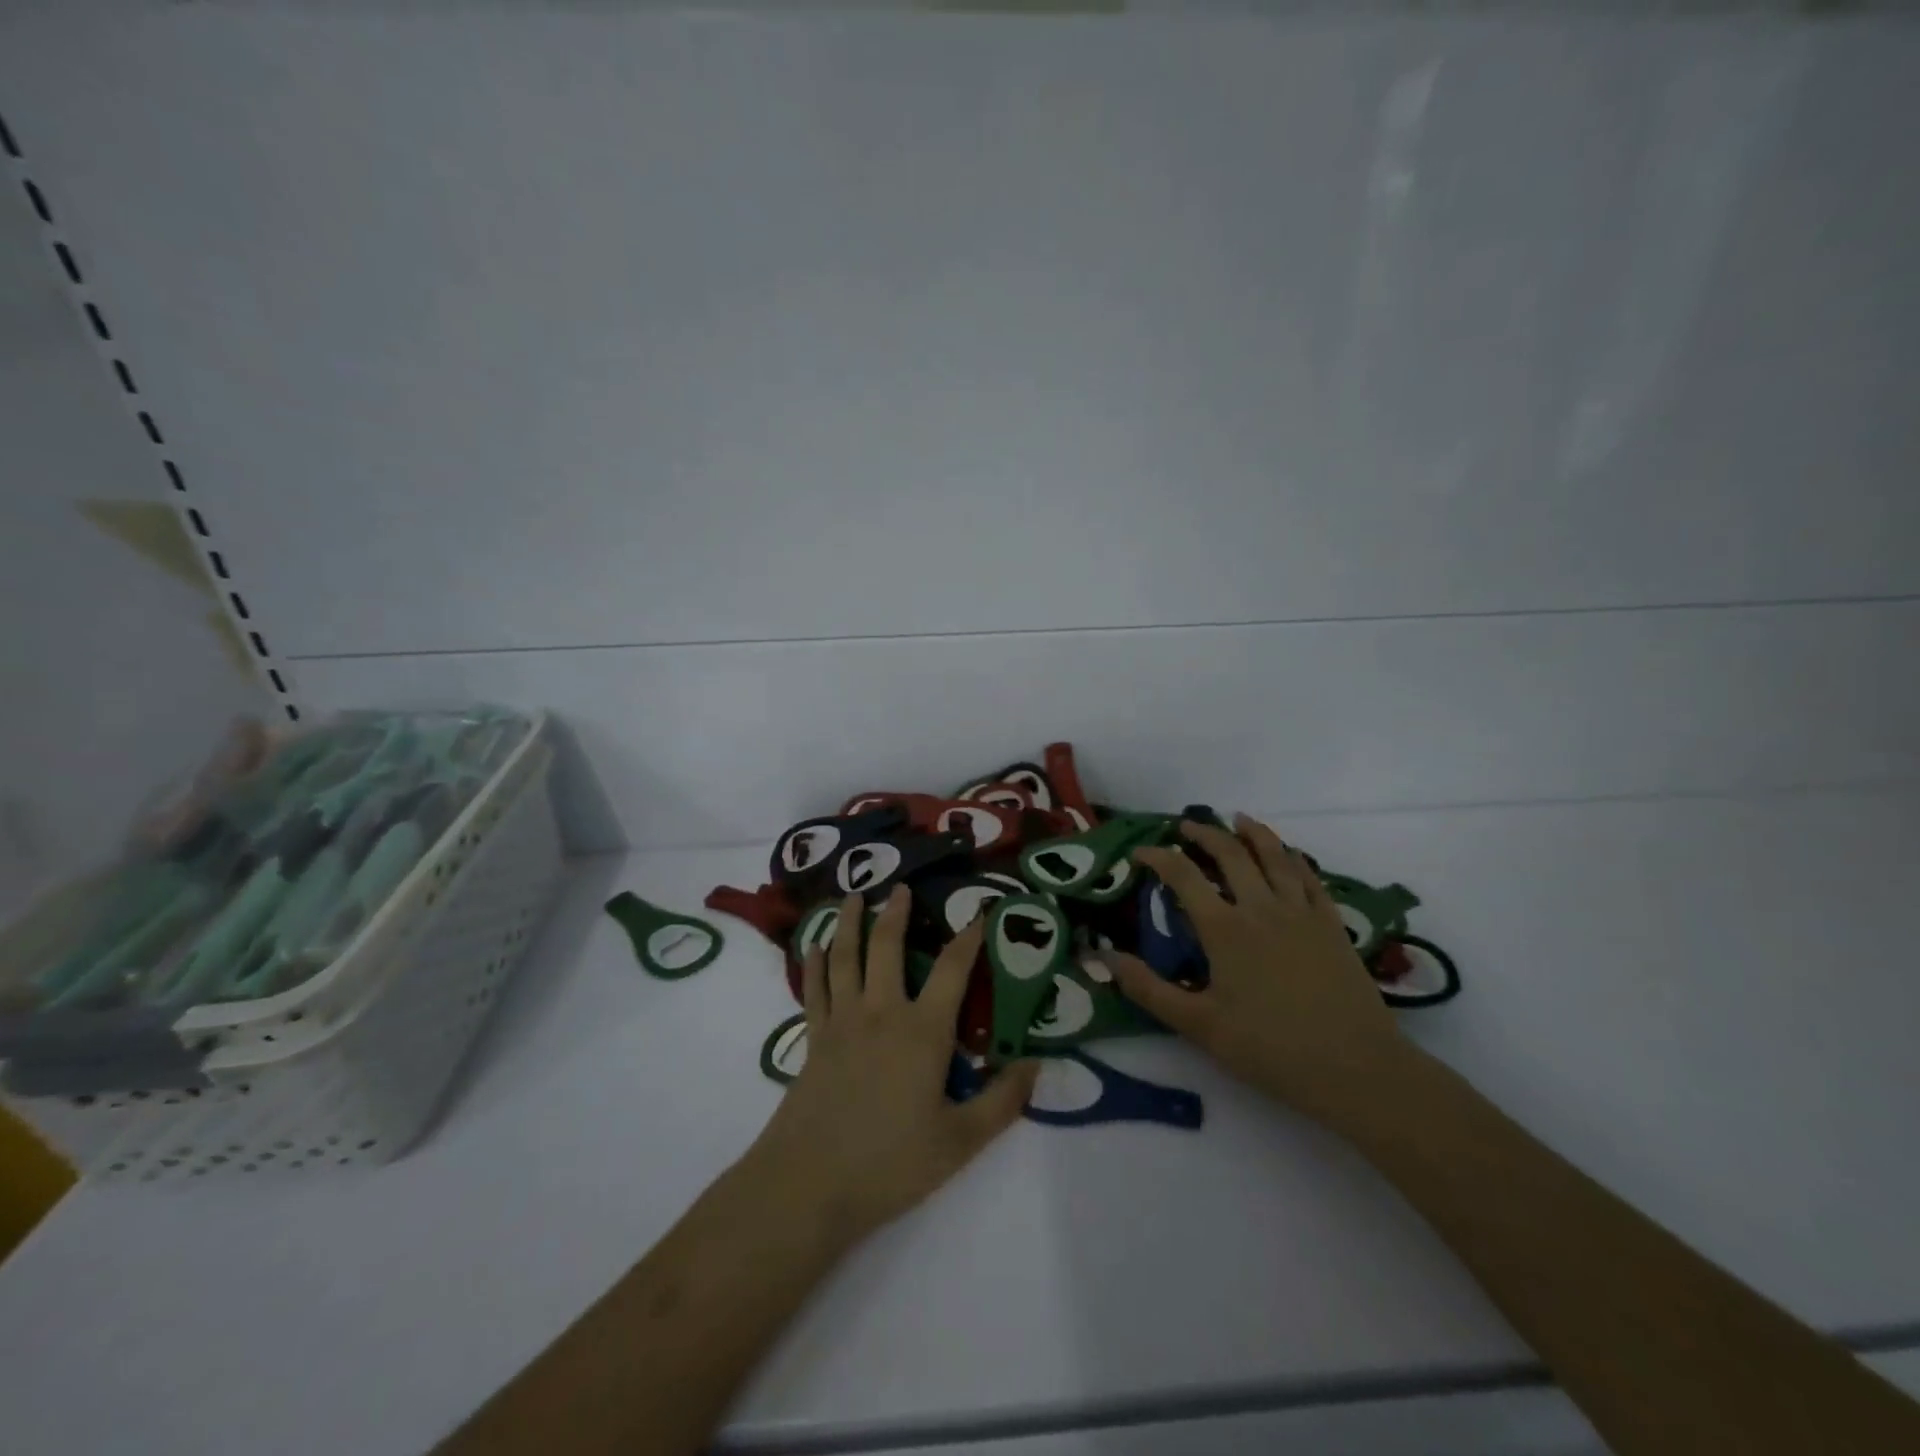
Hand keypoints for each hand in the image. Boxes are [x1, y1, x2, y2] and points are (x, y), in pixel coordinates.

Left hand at [744, 888, 1038, 1247]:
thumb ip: (1001, 1102)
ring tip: (854, 896)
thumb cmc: (890, 1163)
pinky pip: (815, 989)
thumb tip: (1036, 1065)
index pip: (953, 970)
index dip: (969, 937)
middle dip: (897, 913)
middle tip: (902, 887)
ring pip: (845, 957)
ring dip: (850, 923)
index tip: (980, 912)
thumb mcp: (959, 1141)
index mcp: (923, 1031)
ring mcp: (842, 1022)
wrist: (808, 1184)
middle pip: (888, 947)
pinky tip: (816, 946)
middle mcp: (881, 1012)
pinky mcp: (814, 1039)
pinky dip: (815, 963)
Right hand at [1101, 815, 1414, 1132]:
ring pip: (1275, 856)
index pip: (1183, 875)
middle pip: (1230, 854)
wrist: (1356, 1069)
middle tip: (1186, 825)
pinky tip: (1289, 853)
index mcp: (1225, 929)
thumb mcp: (1199, 1026)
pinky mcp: (1332, 925)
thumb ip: (1148, 989)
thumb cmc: (1270, 1049)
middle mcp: (1261, 908)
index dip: (1158, 857)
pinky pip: (1311, 877)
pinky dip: (1294, 857)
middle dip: (1204, 833)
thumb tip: (1103, 956)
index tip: (1140, 852)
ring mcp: (1301, 913)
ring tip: (1238, 818)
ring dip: (1253, 833)